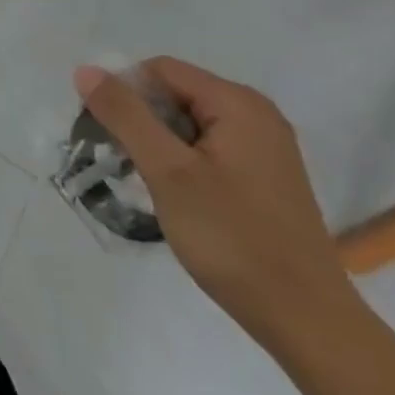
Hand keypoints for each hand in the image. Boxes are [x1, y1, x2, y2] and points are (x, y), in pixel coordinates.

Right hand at [72, 57, 359, 347]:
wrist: (309, 325)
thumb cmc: (234, 239)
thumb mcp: (167, 171)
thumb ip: (125, 115)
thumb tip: (86, 70)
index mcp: (238, 102)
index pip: (160, 70)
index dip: (125, 93)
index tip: (105, 133)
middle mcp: (257, 114)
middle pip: (176, 93)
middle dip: (142, 120)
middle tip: (123, 161)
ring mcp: (266, 147)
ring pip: (190, 123)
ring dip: (160, 144)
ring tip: (147, 182)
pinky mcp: (267, 177)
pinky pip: (210, 148)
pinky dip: (184, 161)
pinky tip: (178, 197)